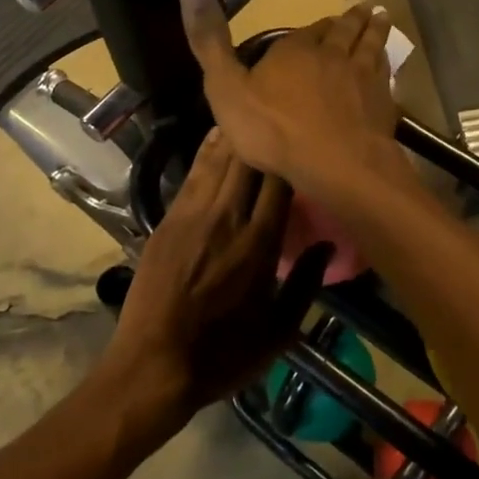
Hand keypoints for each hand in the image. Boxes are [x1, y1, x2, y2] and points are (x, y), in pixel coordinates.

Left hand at [104, 130, 300, 419]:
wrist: (151, 368)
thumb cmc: (223, 354)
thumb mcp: (280, 332)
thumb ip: (307, 284)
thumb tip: (327, 245)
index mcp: (259, 243)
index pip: (279, 179)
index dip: (291, 154)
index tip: (303, 141)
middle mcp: (227, 217)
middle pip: (247, 160)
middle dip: (262, 134)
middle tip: (278, 113)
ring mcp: (191, 216)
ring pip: (217, 159)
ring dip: (234, 134)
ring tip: (248, 110)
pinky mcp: (166, 222)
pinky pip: (192, 176)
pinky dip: (207, 152)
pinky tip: (216, 137)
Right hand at [179, 0, 398, 186]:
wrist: (336, 162)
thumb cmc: (274, 130)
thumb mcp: (226, 88)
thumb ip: (210, 43)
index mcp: (294, 50)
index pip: (303, 32)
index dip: (310, 29)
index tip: (317, 25)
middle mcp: (331, 54)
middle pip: (342, 31)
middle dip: (349, 20)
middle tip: (361, 9)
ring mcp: (361, 76)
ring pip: (369, 45)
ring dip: (374, 29)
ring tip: (381, 17)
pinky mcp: (382, 101)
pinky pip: (385, 73)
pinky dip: (386, 62)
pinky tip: (387, 62)